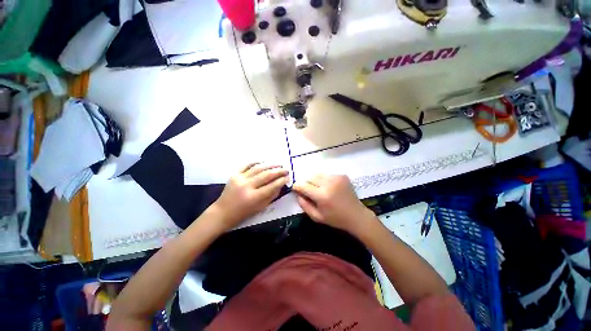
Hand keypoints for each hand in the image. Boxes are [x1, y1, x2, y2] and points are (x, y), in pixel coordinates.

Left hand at [211, 163, 288, 229]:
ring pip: (258, 168)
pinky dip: (256, 162)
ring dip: (270, 165)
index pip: (272, 186)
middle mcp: (247, 186)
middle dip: (279, 171)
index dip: (282, 180)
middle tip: (286, 169)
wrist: (223, 212)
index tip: (288, 177)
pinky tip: (264, 162)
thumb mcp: (261, 207)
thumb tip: (281, 184)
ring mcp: (239, 178)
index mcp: (254, 197)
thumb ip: (272, 195)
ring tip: (278, 165)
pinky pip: (246, 165)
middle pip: (266, 175)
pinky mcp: (234, 174)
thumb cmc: (243, 213)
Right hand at [292, 174, 374, 235]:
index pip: (303, 185)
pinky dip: (324, 180)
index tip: (295, 188)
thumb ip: (304, 205)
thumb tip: (297, 193)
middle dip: (305, 182)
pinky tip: (328, 188)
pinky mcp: (342, 175)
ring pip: (318, 174)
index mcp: (322, 195)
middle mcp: (329, 183)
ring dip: (314, 181)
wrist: (356, 215)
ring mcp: (336, 177)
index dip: (297, 186)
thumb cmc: (335, 219)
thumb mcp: (317, 217)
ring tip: (318, 189)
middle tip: (307, 190)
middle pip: (310, 177)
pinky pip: (327, 175)